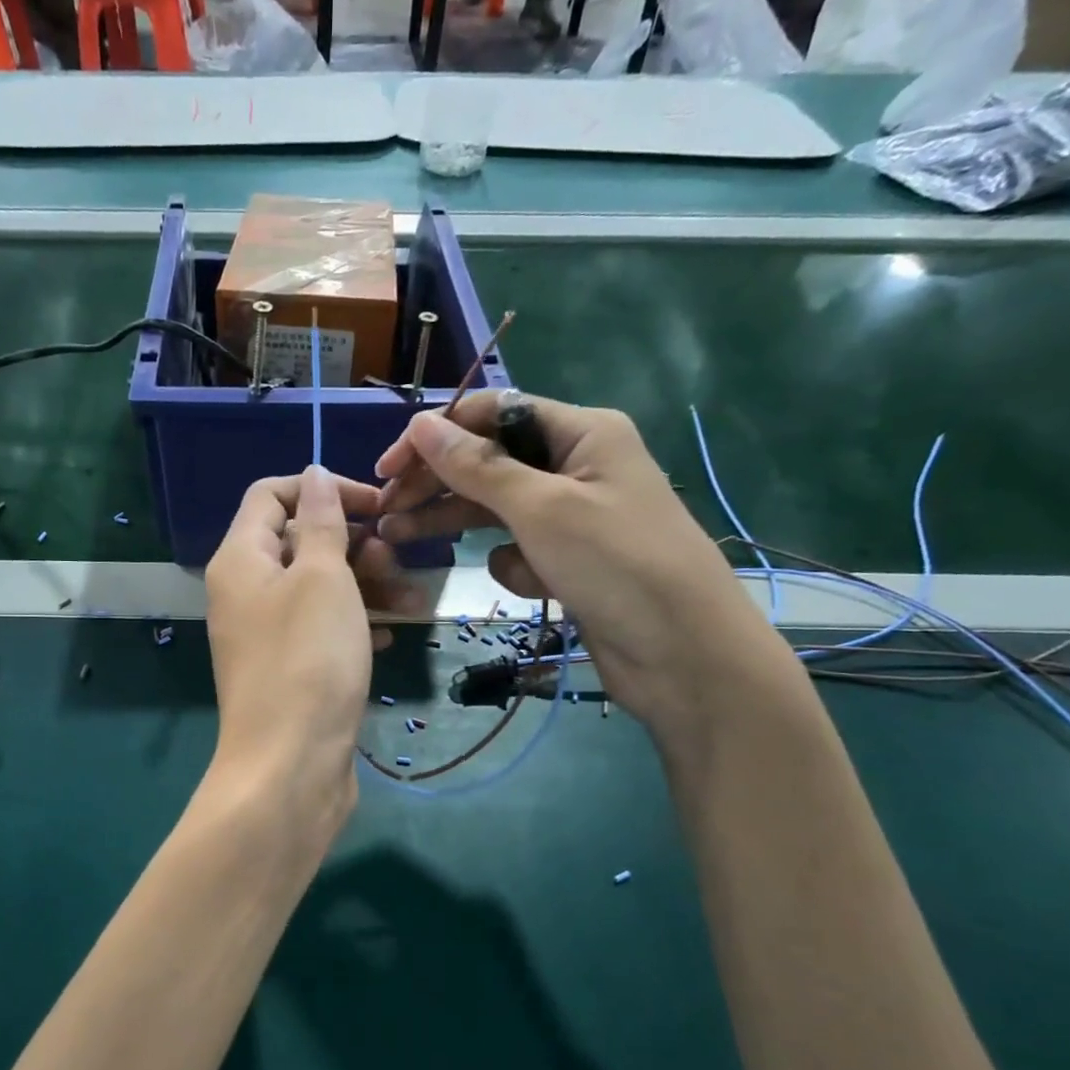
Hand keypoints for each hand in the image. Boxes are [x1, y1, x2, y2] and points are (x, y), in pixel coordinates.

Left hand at [204, 467, 414, 833]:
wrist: (290, 767)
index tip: (373, 506)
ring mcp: (266, 635)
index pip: (271, 495)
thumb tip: (312, 475)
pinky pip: (322, 629)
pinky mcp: (289, 670)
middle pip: (298, 542)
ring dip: (365, 585)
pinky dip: (355, 624)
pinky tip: (390, 637)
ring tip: (411, 599)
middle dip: (352, 543)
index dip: (321, 489)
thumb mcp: (321, 578)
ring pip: (317, 588)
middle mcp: (245, 592)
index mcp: (239, 560)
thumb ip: (320, 523)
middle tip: (395, 560)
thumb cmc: (309, 660)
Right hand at [374, 392, 783, 735]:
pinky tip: (533, 586)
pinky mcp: (570, 561)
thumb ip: (477, 466)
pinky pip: (521, 550)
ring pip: (497, 509)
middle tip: (385, 511)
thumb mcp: (541, 507)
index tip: (389, 466)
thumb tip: (420, 425)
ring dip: (456, 523)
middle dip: (437, 484)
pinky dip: (517, 567)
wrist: (684, 655)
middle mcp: (577, 466)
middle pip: (489, 462)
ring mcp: (574, 517)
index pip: (493, 414)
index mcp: (582, 433)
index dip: (437, 435)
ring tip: (401, 539)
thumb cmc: (617, 565)